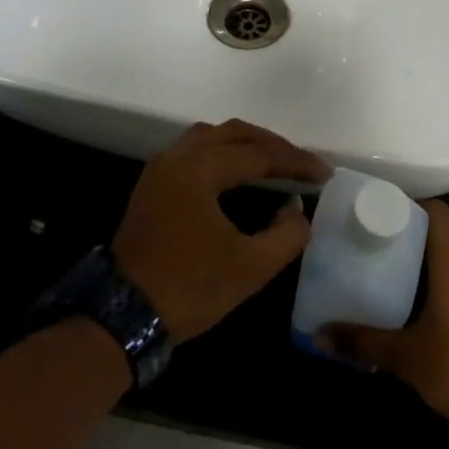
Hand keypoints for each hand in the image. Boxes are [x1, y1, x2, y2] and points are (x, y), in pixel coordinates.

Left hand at [111, 119, 330, 343]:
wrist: (123, 315)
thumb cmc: (190, 289)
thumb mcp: (251, 267)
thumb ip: (287, 234)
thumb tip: (295, 208)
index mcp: (200, 170)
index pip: (259, 154)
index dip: (296, 161)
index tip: (325, 174)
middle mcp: (178, 157)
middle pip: (235, 133)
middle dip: (273, 145)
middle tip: (303, 164)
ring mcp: (161, 168)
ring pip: (211, 136)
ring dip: (246, 143)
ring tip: (274, 162)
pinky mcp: (153, 184)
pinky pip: (194, 149)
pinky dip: (223, 152)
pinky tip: (238, 172)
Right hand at [318, 201, 448, 423]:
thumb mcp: (405, 357)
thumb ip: (362, 341)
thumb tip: (319, 335)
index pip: (436, 212)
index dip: (409, 207)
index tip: (381, 216)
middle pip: (441, 239)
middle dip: (409, 243)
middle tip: (375, 253)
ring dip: (427, 270)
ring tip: (392, 282)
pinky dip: (444, 289)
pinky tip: (422, 312)